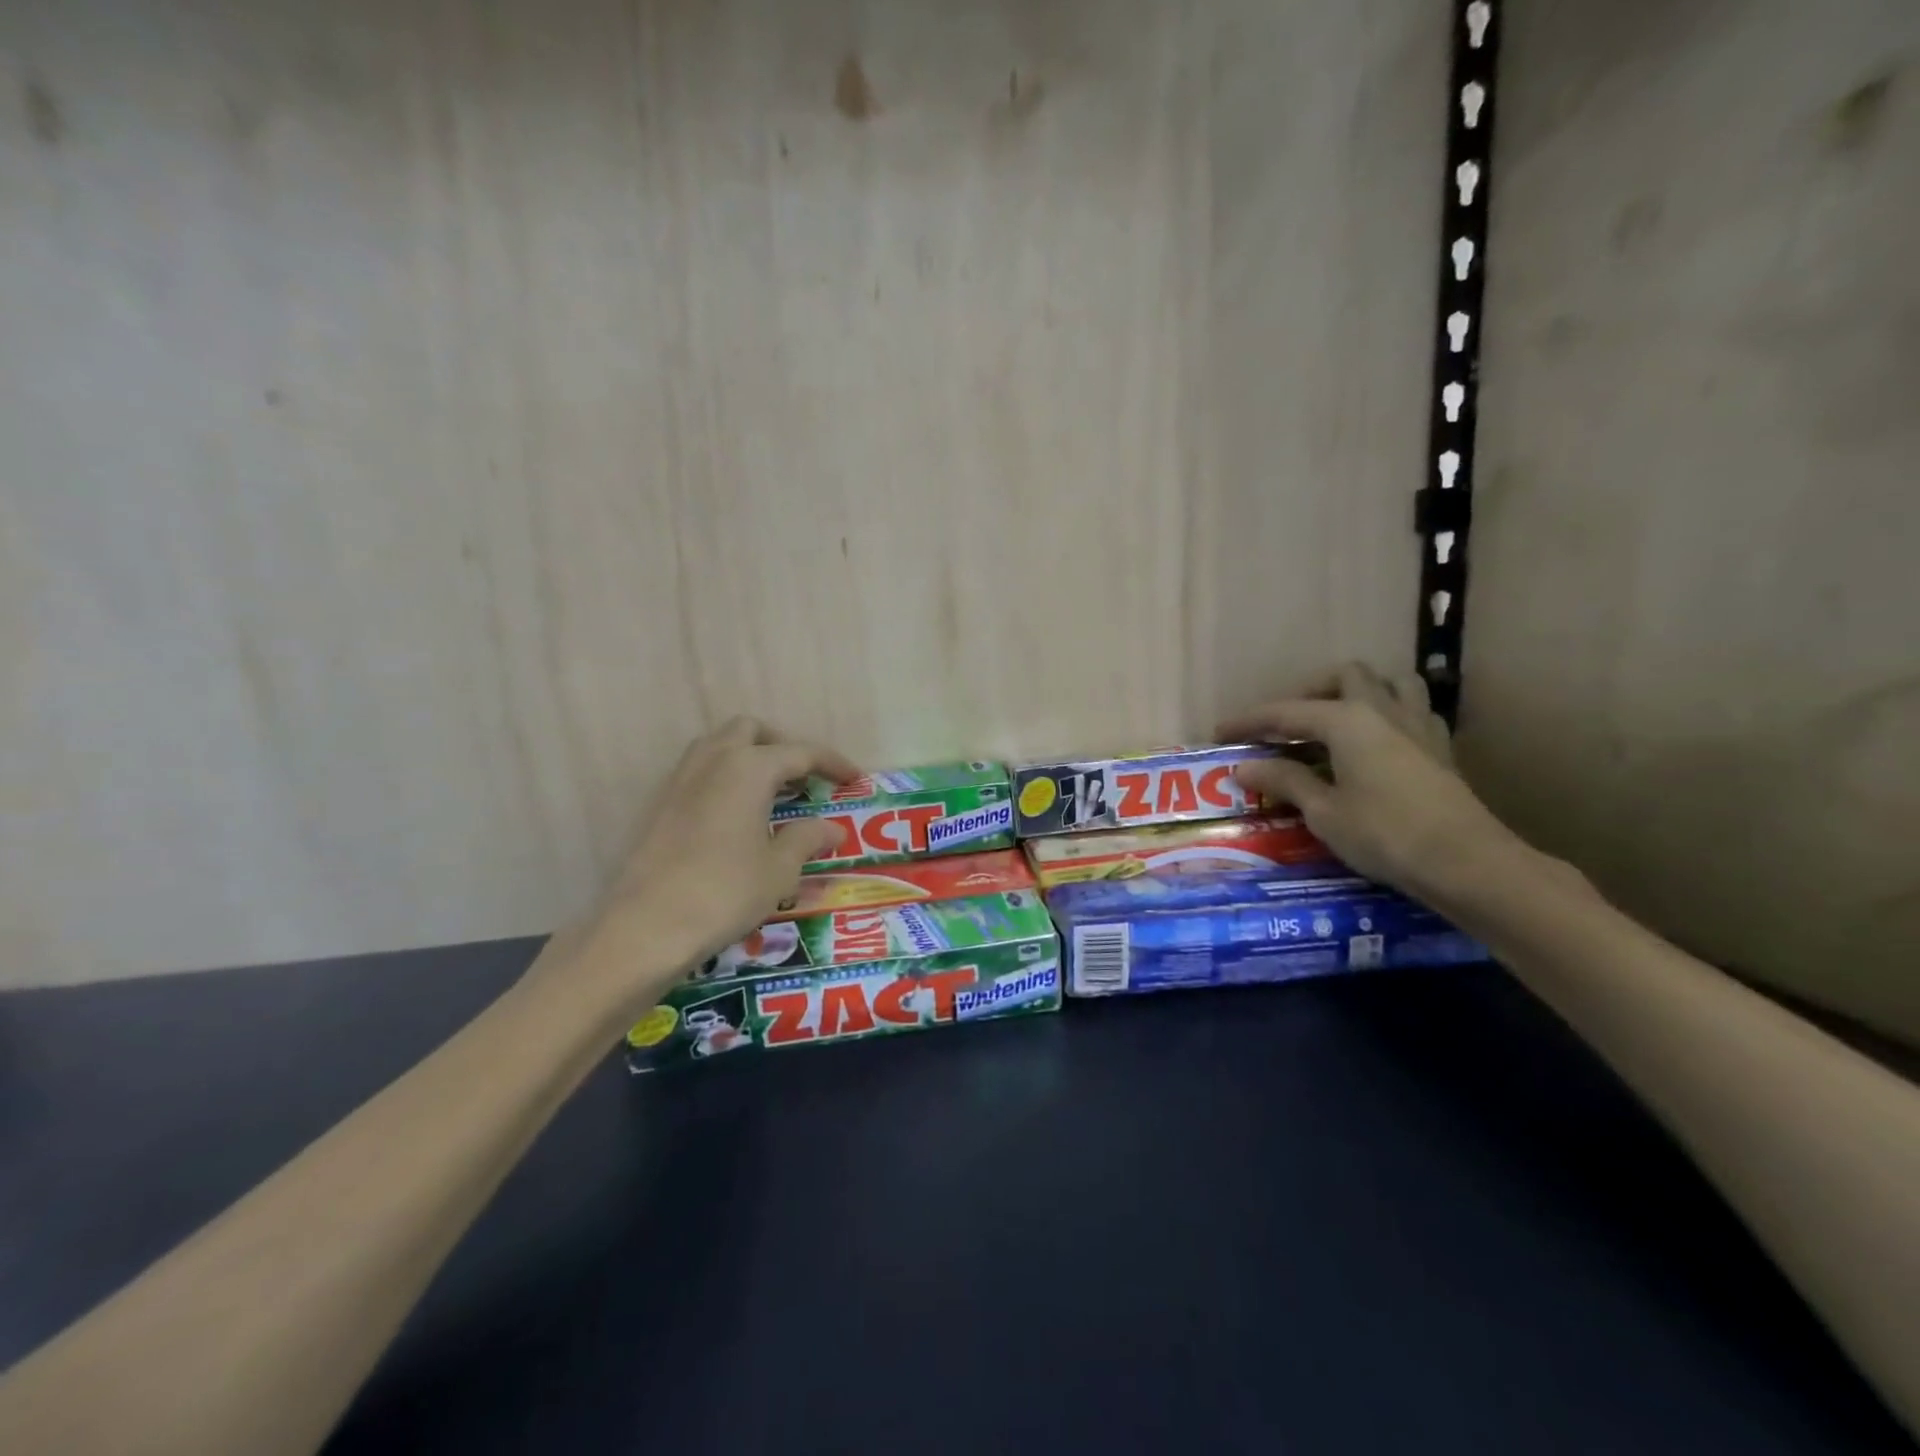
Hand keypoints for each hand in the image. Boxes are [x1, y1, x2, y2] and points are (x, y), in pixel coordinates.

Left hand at [580, 718, 859, 1001]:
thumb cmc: (725, 892)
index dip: (832, 763)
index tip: (854, 778)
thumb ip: (808, 839)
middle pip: (752, 731)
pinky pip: (700, 771)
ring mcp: (680, 779)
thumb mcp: (779, 869)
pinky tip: (736, 813)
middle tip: (806, 777)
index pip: (800, 752)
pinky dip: (725, 776)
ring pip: (719, 745)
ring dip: (749, 756)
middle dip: (783, 746)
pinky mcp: (660, 804)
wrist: (645, 927)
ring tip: (772, 790)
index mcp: (749, 768)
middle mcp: (713, 760)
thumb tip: (833, 829)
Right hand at [1218, 663, 1516, 898]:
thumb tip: (1245, 767)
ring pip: (1389, 682)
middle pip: (1343, 677)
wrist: (1467, 863)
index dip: (1248, 721)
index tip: (1219, 733)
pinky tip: (1376, 742)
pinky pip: (1412, 710)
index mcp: (1347, 720)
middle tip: (1285, 724)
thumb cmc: (1385, 835)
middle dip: (1309, 692)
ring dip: (1358, 692)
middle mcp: (1382, 710)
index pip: (1285, 711)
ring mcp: (1418, 725)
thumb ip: (1285, 781)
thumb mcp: (1324, 812)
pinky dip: (1387, 714)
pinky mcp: (1439, 748)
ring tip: (1334, 721)